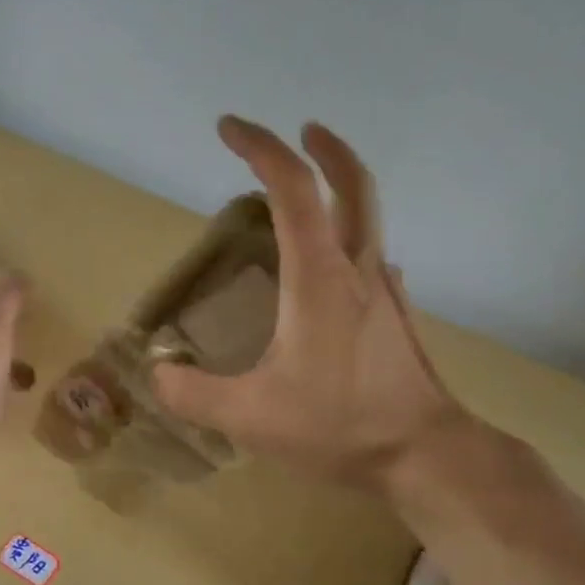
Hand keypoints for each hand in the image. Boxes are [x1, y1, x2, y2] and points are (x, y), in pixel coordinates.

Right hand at [152, 117, 472, 491]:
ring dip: (340, 190)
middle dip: (326, 148)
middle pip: (352, 185)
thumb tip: (158, 373)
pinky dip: (350, 241)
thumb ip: (193, 394)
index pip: (292, 189)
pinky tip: (332, 271)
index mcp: (318, 279)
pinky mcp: (396, 317)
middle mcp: (357, 271)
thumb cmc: (339, 427)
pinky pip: (373, 259)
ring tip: (307, 197)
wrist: (426, 456)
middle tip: (300, 130)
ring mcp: (385, 292)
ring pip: (369, 219)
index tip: (229, 128)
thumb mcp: (250, 417)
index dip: (261, 148)